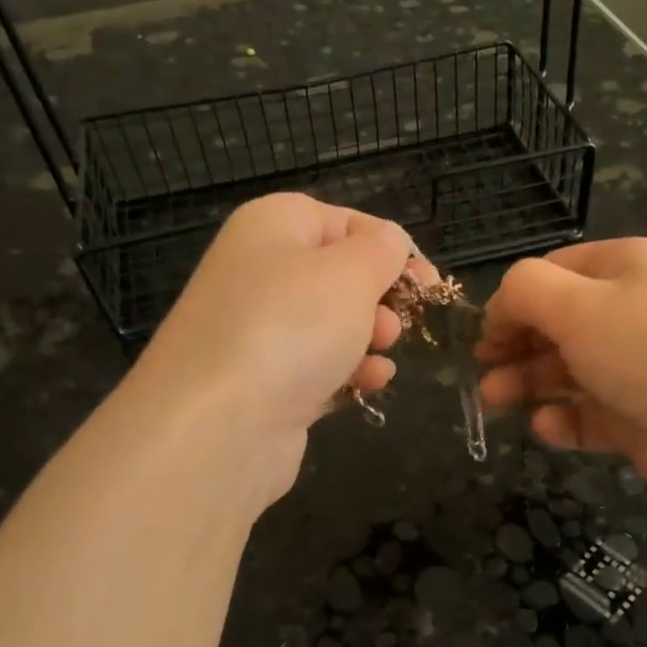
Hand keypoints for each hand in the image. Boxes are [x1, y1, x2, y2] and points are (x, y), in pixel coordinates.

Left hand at [128, 193, 426, 499]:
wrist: (220, 425)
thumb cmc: (292, 327)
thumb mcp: (351, 272)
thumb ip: (380, 250)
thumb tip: (388, 241)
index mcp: (272, 227)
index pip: (343, 221)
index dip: (389, 246)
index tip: (427, 281)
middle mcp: (259, 274)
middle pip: (338, 276)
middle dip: (380, 298)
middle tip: (398, 322)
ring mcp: (258, 333)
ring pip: (331, 326)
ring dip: (369, 339)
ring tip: (381, 355)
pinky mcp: (264, 385)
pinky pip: (317, 369)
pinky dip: (347, 374)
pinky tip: (368, 385)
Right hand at [476, 239, 646, 505]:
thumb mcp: (576, 304)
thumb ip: (523, 292)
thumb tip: (500, 308)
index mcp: (626, 268)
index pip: (555, 272)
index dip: (514, 300)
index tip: (484, 332)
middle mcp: (634, 312)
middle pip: (558, 324)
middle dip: (515, 346)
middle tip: (482, 371)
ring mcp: (638, 368)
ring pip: (568, 371)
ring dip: (528, 383)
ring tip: (494, 401)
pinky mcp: (639, 417)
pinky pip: (590, 413)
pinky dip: (563, 419)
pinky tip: (545, 426)